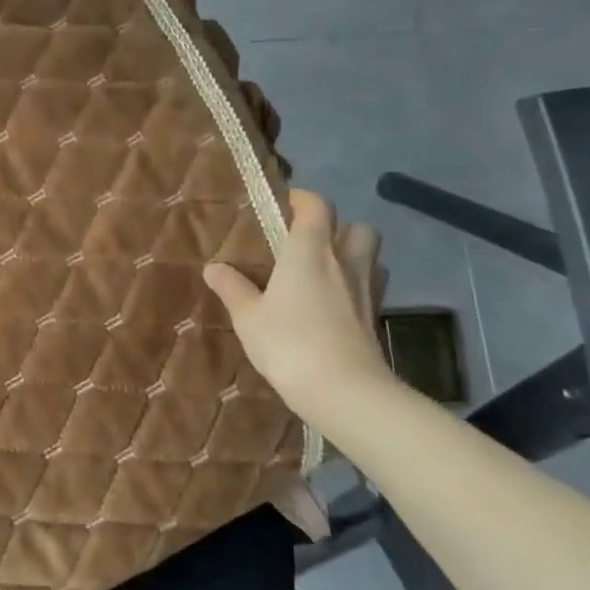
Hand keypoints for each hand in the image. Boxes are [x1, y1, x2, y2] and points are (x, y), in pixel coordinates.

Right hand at [203, 188, 392, 413]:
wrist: (344, 390)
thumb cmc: (289, 342)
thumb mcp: (247, 316)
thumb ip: (231, 287)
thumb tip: (214, 267)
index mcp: (309, 251)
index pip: (316, 206)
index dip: (302, 199)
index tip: (283, 203)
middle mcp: (344, 261)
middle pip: (356, 227)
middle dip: (337, 227)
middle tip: (308, 242)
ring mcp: (366, 290)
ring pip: (370, 256)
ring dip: (352, 255)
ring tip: (323, 271)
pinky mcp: (376, 317)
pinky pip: (371, 286)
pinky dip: (356, 285)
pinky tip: (334, 304)